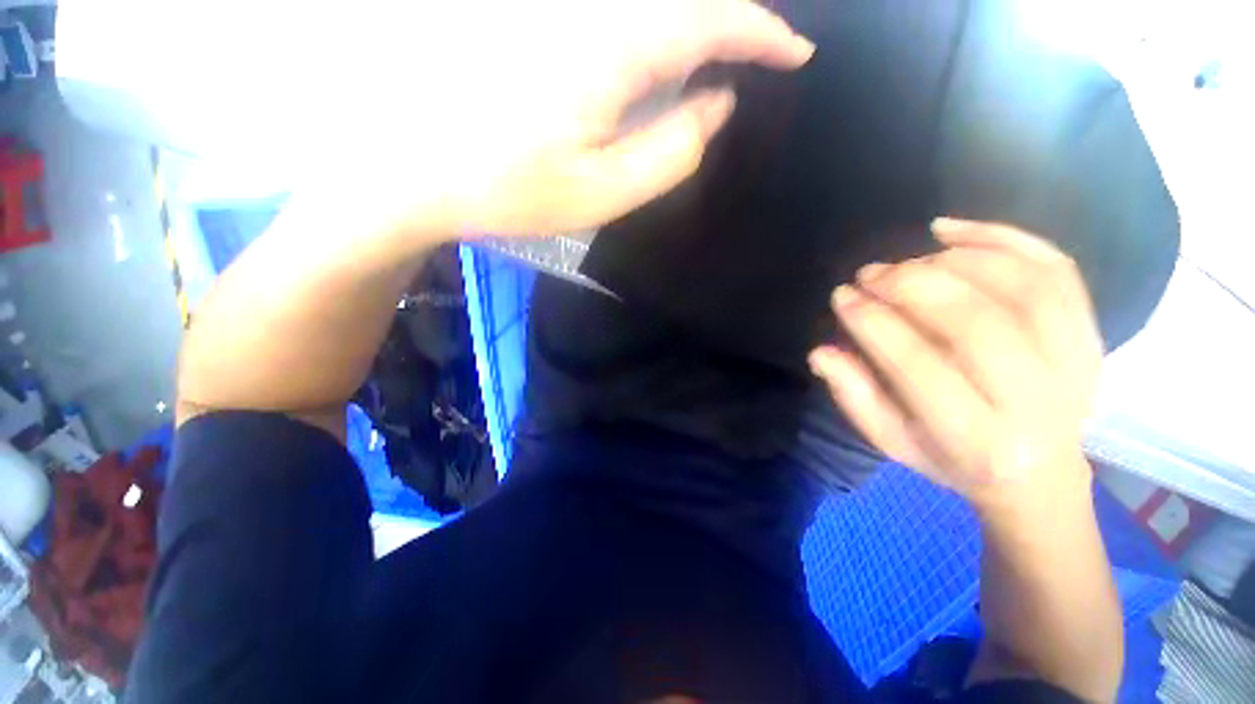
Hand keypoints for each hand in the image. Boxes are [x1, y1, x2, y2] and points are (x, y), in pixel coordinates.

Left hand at [349, 0, 813, 236]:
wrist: (419, 167)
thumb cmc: (512, 190)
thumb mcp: (604, 191)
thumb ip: (671, 150)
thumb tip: (715, 104)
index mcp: (611, 48)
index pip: (710, 21)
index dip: (761, 34)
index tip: (796, 53)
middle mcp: (588, 9)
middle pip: (680, 4)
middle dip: (730, 25)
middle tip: (757, 57)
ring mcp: (556, 10)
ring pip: (648, 10)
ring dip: (691, 29)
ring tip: (715, 64)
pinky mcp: (535, 19)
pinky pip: (616, 18)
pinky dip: (653, 35)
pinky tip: (657, 65)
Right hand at [808, 219, 1103, 511]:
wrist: (1040, 474)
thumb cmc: (953, 458)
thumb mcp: (892, 440)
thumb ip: (854, 396)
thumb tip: (821, 353)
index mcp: (978, 440)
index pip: (919, 366)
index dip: (874, 323)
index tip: (842, 296)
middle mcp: (1036, 402)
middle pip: (977, 324)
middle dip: (912, 287)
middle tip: (870, 273)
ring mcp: (1076, 363)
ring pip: (1021, 288)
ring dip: (952, 261)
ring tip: (906, 261)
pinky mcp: (1090, 333)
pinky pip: (1056, 269)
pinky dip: (1002, 238)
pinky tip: (950, 230)